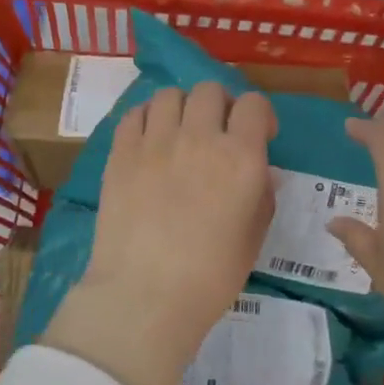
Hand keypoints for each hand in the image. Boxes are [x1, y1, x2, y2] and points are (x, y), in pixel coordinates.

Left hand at [41, 82, 276, 384]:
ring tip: (178, 133)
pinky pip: (134, 113)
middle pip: (210, 90)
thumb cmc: (210, 276)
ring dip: (181, 108)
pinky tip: (149, 140)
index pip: (254, 105)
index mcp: (241, 157)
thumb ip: (262, 195)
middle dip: (220, 105)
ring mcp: (155, 141)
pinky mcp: (121, 152)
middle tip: (216, 133)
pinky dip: (146, 118)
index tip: (258, 136)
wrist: (145, 294)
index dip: (259, 115)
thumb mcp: (253, 237)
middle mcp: (199, 137)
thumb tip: (263, 170)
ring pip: (170, 95)